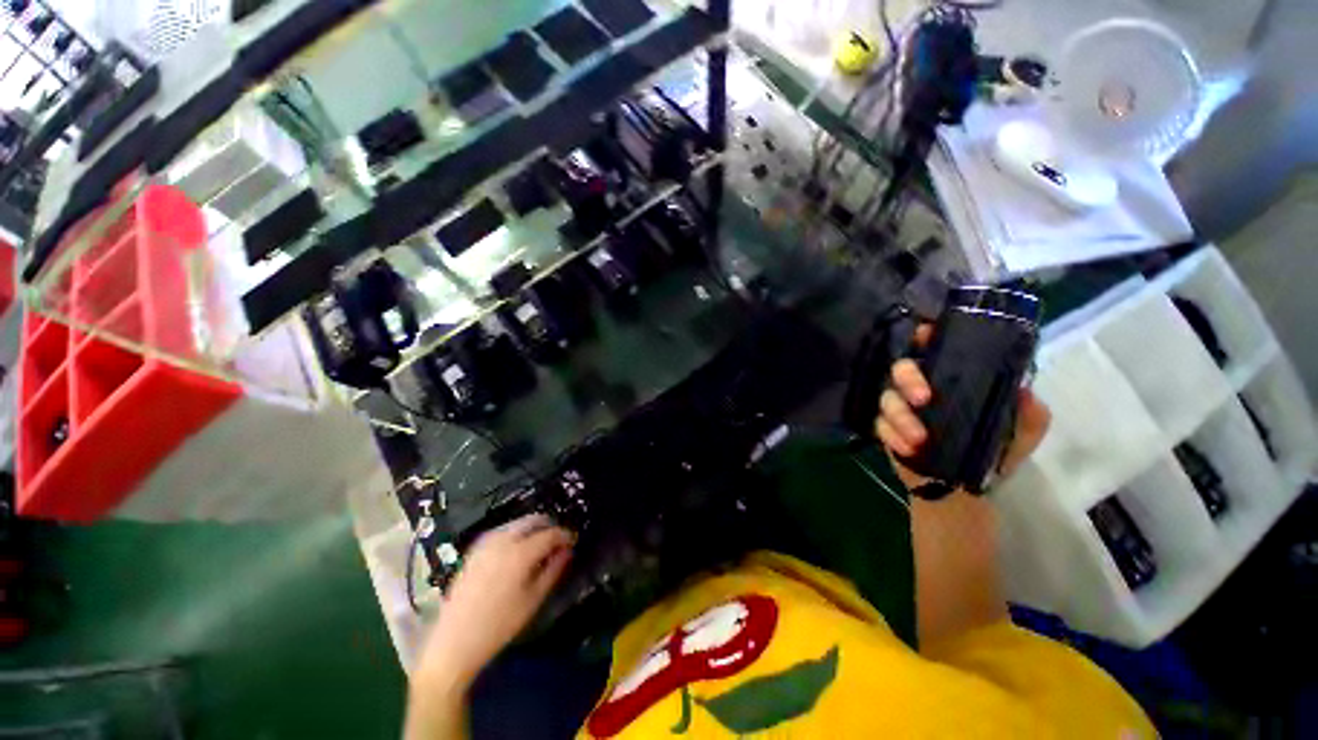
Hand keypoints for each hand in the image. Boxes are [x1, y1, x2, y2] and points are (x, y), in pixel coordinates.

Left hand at [417, 515, 573, 687]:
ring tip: (540, 547)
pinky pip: (502, 531)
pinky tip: (518, 551)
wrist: (454, 642)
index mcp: (520, 552)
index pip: (551, 533)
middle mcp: (503, 539)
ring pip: (518, 523)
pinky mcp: (475, 549)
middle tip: (558, 542)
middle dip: (549, 526)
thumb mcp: (533, 600)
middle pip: (533, 520)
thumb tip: (567, 551)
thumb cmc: (499, 625)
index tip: (573, 542)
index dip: (565, 535)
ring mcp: (486, 542)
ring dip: (533, 528)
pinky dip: (516, 533)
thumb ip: (553, 570)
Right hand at [875, 326, 1050, 489]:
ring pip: (887, 398)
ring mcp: (900, 408)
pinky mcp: (886, 430)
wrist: (962, 490)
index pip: (933, 349)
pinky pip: (880, 425)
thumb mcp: (1020, 434)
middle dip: (908, 379)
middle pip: (901, 368)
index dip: (925, 337)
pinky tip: (908, 448)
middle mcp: (920, 388)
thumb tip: (1025, 389)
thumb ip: (1029, 414)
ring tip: (920, 439)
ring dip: (900, 416)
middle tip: (923, 398)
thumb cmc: (992, 454)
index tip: (925, 334)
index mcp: (951, 380)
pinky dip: (891, 435)